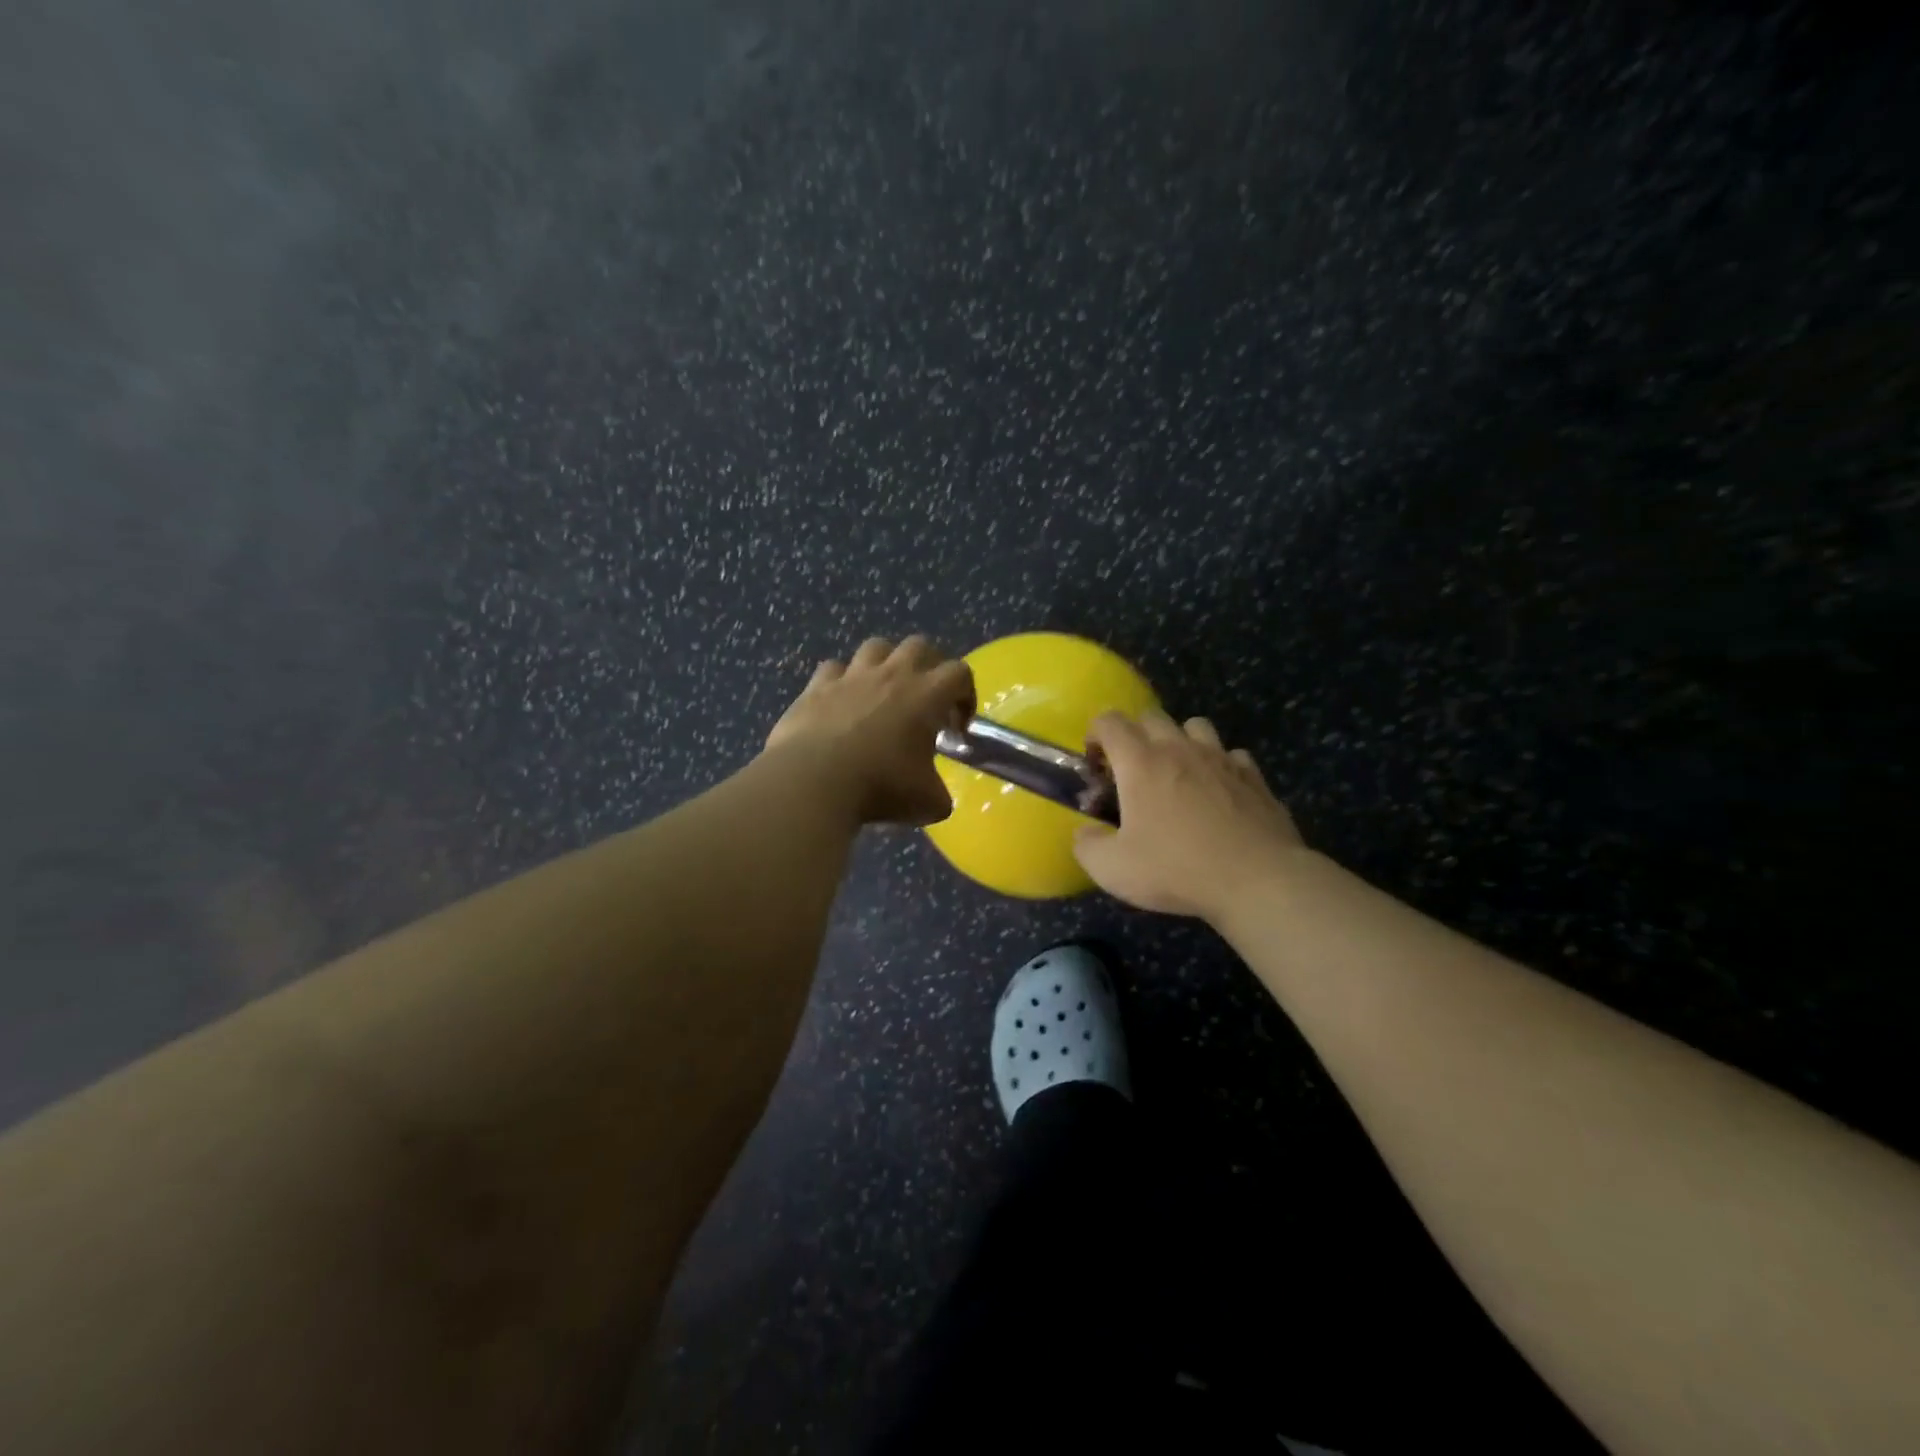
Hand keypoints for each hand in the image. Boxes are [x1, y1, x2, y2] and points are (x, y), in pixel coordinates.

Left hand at [764, 636, 974, 825]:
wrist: (814, 781)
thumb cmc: (880, 787)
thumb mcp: (928, 802)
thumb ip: (940, 793)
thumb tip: (938, 798)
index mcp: (926, 695)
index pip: (959, 673)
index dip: (965, 696)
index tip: (956, 727)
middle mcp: (891, 675)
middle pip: (919, 646)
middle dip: (929, 667)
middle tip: (925, 699)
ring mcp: (851, 677)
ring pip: (876, 647)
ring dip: (886, 663)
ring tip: (884, 692)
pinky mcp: (816, 687)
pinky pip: (833, 669)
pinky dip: (842, 681)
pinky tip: (841, 702)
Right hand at [1073, 710, 1304, 920]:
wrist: (1257, 880)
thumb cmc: (1177, 869)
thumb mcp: (1113, 869)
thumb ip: (1087, 846)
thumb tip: (1084, 832)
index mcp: (1141, 762)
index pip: (1110, 722)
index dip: (1095, 734)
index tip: (1096, 763)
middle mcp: (1180, 749)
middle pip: (1151, 716)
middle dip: (1135, 735)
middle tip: (1132, 771)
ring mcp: (1221, 759)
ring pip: (1195, 726)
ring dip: (1180, 741)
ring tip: (1177, 773)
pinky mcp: (1255, 777)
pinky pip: (1232, 755)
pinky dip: (1220, 765)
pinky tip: (1219, 792)